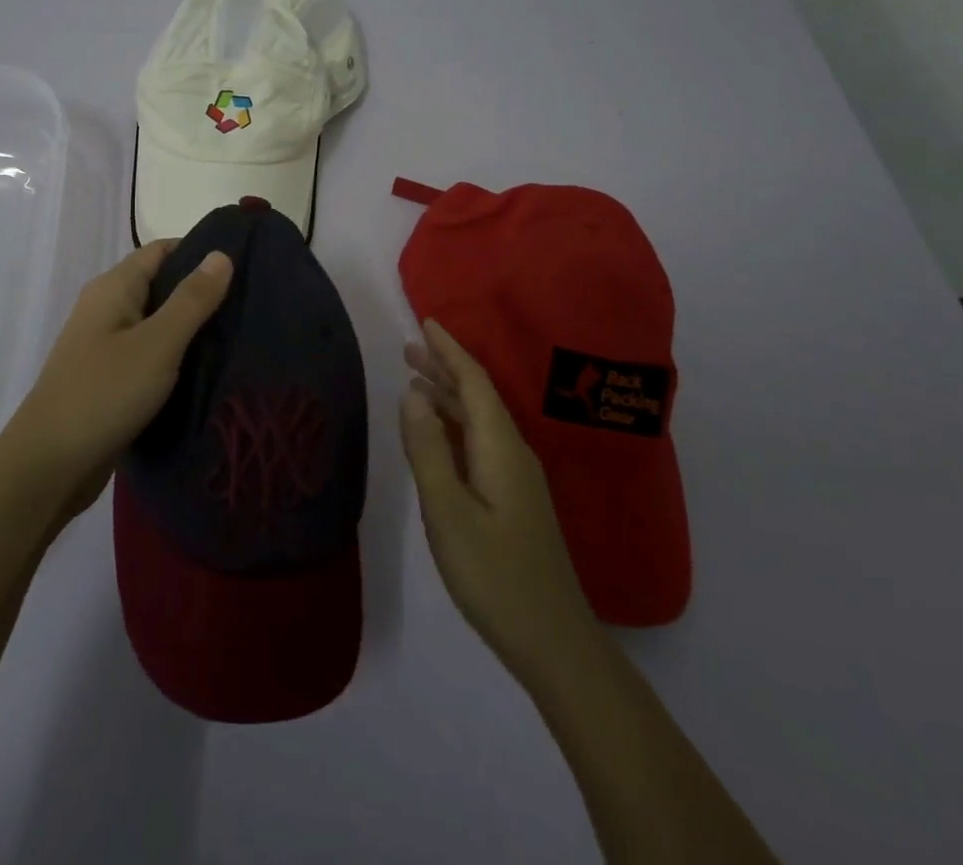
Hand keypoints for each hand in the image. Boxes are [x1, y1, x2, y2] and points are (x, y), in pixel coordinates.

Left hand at [1, 241, 232, 521]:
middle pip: (160, 284)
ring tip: (237, 334)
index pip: (163, 250)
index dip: (201, 251)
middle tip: (249, 303)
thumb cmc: (104, 393)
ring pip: (156, 322)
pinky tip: (206, 369)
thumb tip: (221, 253)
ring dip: (190, 327)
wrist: (48, 466)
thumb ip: (191, 299)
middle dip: (201, 292)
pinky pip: (149, 353)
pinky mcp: (108, 377)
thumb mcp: (158, 343)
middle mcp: (106, 307)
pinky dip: (175, 355)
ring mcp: (104, 344)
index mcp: (114, 287)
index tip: (245, 263)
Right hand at [400, 320, 600, 686]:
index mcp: (500, 445)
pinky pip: (480, 442)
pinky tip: (438, 434)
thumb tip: (412, 394)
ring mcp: (516, 476)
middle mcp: (512, 451)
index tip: (426, 322)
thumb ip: (428, 449)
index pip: (473, 381)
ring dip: (448, 396)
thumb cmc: (494, 574)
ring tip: (415, 381)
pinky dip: (455, 425)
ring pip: (479, 419)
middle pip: (477, 395)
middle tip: (409, 349)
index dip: (449, 350)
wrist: (553, 640)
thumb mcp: (448, 511)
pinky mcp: (514, 498)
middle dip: (445, 367)